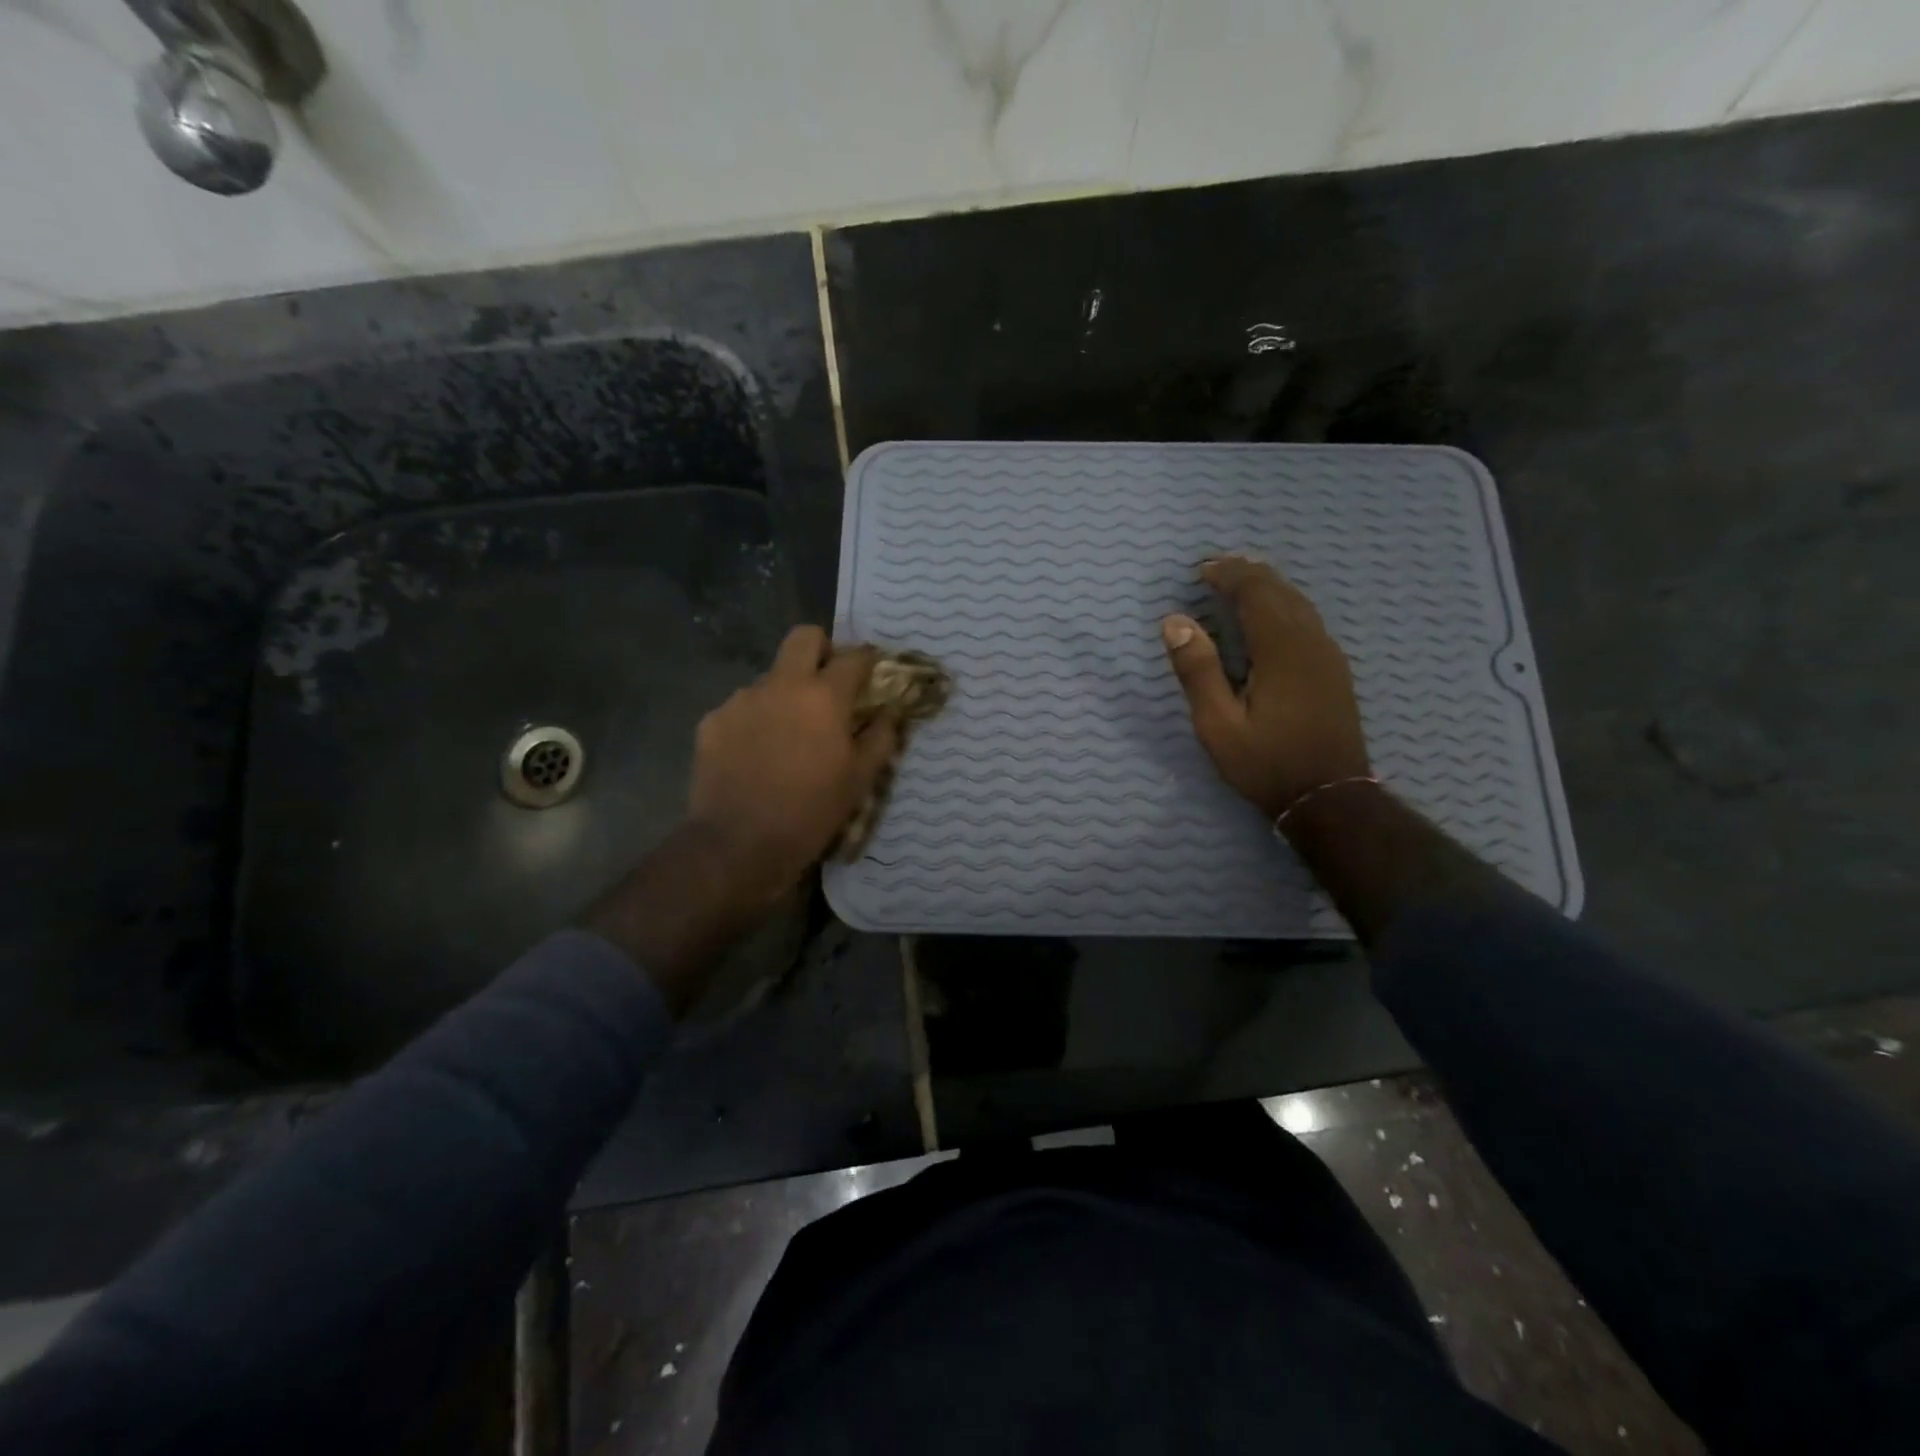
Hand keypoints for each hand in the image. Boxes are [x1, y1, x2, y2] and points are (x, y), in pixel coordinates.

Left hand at [686, 626, 897, 905]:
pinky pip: (743, 707)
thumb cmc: (810, 812)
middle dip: (822, 650)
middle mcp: (781, 684)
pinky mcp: (712, 720)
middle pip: (804, 637)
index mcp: (823, 696)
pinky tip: (757, 754)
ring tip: (788, 735)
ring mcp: (741, 699)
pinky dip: (756, 720)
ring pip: (771, 677)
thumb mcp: (859, 780)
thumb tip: (889, 712)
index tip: (872, 674)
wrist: (738, 845)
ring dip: (786, 693)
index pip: (854, 656)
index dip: (868, 660)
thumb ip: (880, 737)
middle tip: (828, 685)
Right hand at [1162, 555, 1371, 819]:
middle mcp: (1310, 641)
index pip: (1255, 592)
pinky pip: (1308, 620)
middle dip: (1248, 574)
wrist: (1330, 798)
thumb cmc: (1266, 763)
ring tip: (1241, 582)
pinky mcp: (1334, 670)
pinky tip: (1271, 616)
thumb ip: (1197, 670)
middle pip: (1280, 591)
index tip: (1201, 570)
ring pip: (1299, 603)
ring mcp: (1328, 655)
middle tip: (1217, 568)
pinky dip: (1284, 605)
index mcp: (1281, 649)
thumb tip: (1175, 622)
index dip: (1228, 575)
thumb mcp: (1218, 724)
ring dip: (1268, 587)